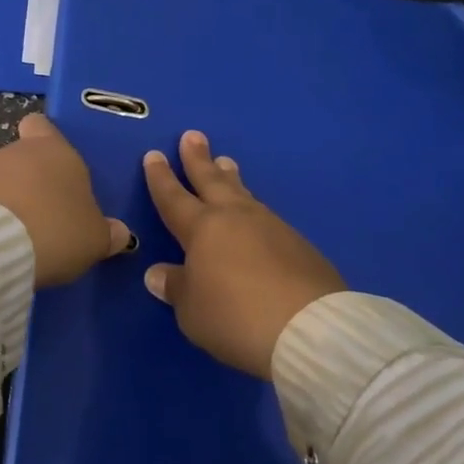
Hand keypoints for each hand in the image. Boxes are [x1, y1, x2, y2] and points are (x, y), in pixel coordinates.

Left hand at [0, 113, 132, 288]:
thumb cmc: (56, 230)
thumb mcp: (95, 238)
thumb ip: (107, 232)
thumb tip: (120, 233)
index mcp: (53, 150)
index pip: (42, 125)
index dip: (45, 138)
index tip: (52, 161)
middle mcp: (14, 152)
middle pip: (20, 159)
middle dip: (28, 183)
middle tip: (43, 218)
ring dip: (3, 202)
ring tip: (15, 237)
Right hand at [141, 130, 344, 378]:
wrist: (308, 327)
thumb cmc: (235, 317)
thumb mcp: (192, 311)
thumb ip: (176, 287)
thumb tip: (158, 273)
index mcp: (202, 229)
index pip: (174, 198)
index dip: (161, 178)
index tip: (154, 155)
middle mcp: (235, 218)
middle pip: (212, 181)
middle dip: (198, 159)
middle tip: (193, 136)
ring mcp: (270, 226)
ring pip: (243, 194)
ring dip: (231, 178)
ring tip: (226, 163)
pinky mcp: (298, 244)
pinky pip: (266, 216)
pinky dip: (253, 208)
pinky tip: (255, 214)